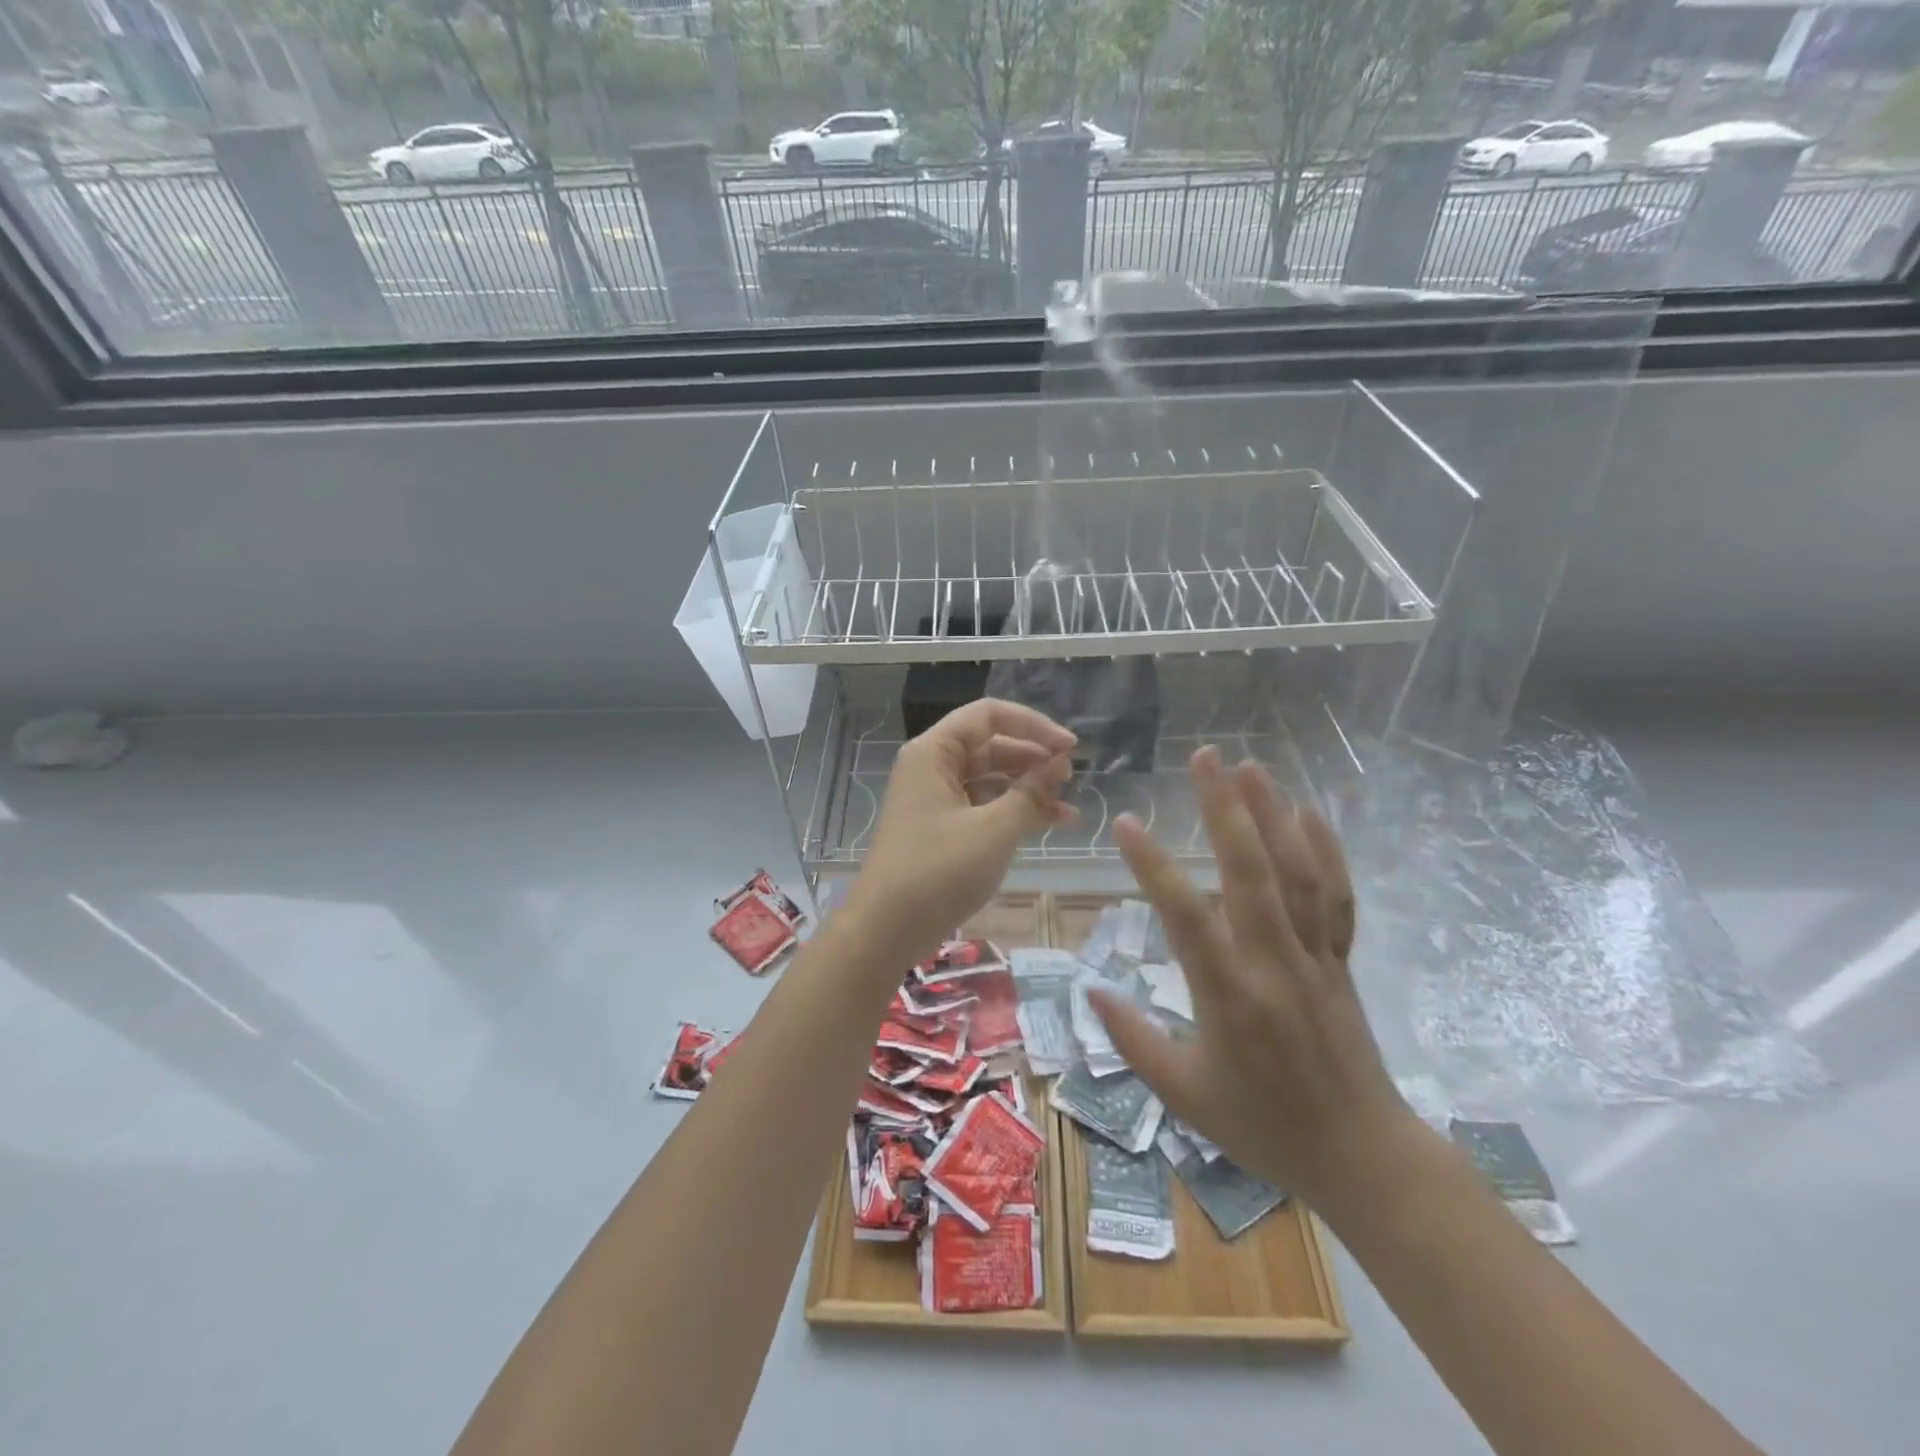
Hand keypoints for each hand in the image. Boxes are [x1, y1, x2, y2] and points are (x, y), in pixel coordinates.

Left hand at [841, 699, 1075, 969]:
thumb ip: (1032, 792)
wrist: (887, 930)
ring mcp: (935, 798)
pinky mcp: (941, 827)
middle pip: (991, 745)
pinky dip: (1013, 812)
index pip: (988, 715)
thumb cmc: (939, 871)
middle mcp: (932, 767)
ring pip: (990, 778)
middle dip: (1034, 759)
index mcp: (934, 753)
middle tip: (1072, 779)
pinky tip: (1049, 826)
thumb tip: (1061, 762)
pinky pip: (983, 805)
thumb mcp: (994, 829)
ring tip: (1068, 810)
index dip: (1034, 725)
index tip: (1070, 748)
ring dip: (1029, 789)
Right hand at [1091, 747, 1416, 1210]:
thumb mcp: (1184, 1095)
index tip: (1127, 823)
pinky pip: (1337, 899)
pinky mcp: (1339, 960)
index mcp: (1228, 994)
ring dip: (1273, 814)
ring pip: (1296, 873)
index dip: (1154, 867)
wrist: (1361, 1156)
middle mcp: (1272, 962)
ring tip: (1251, 767)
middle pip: (1249, 872)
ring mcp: (1313, 956)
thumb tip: (1091, 991)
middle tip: (1206, 758)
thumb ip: (1133, 1040)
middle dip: (1225, 809)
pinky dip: (1327, 852)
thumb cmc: (1263, 1127)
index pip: (1185, 916)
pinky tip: (1312, 813)